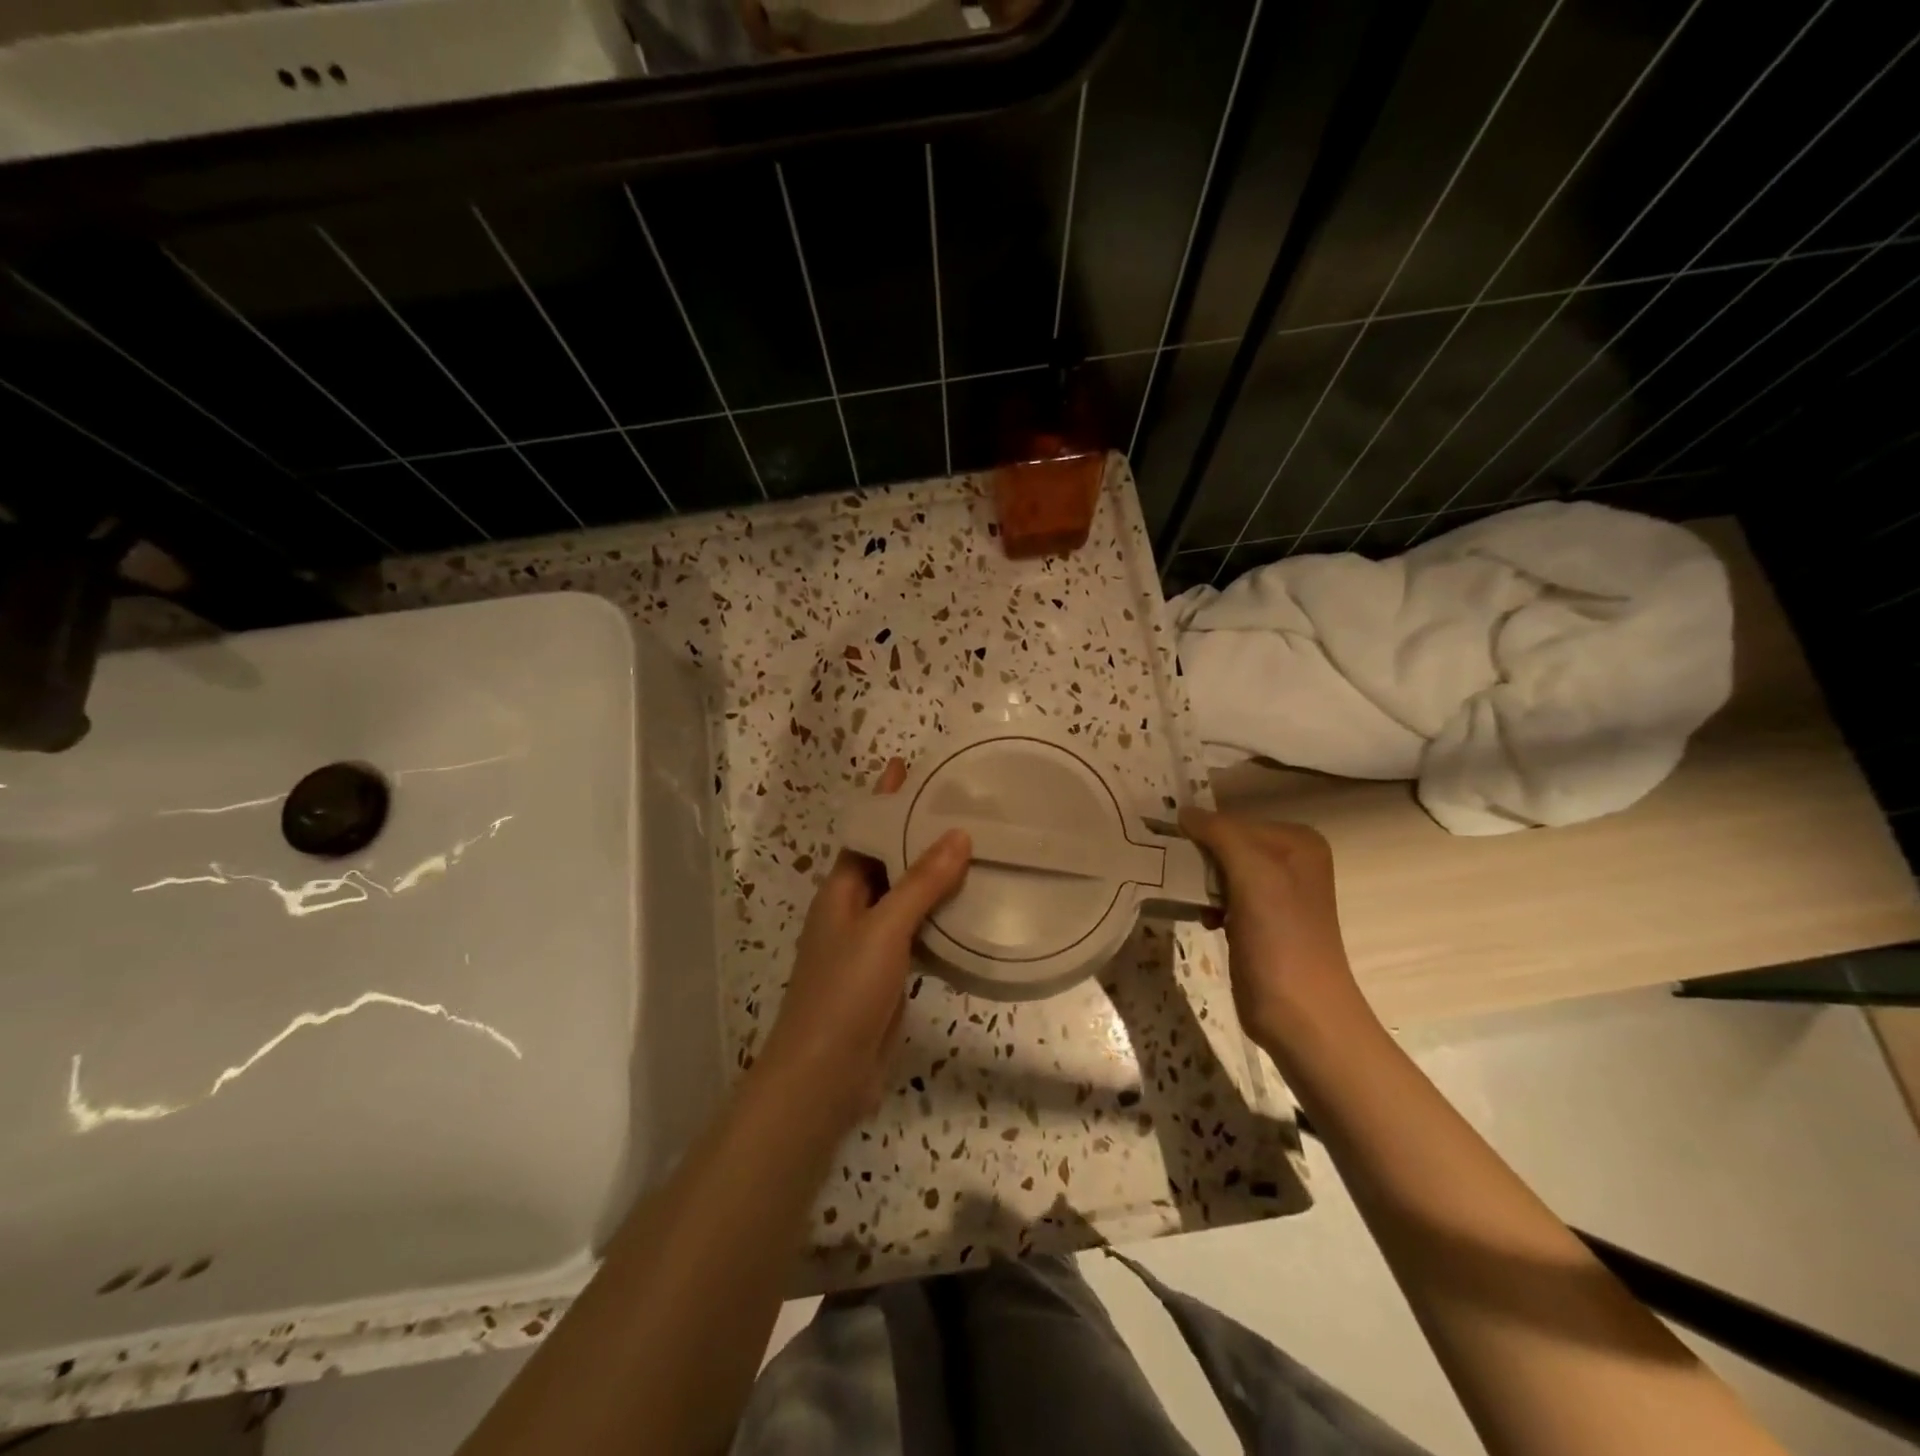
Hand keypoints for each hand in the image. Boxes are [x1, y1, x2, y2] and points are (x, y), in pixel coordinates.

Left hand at [758, 759, 971, 1129]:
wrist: (825, 1076)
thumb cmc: (844, 993)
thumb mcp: (883, 930)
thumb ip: (920, 884)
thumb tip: (958, 834)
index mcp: (840, 891)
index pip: (866, 832)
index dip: (886, 800)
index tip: (912, 768)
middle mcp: (853, 910)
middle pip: (888, 861)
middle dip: (918, 833)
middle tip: (963, 806)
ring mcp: (871, 944)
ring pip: (907, 897)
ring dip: (934, 874)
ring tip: (978, 848)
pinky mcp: (890, 974)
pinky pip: (919, 932)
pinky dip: (942, 915)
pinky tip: (972, 908)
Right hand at [1177, 809, 1369, 1058]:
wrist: (1301, 1016)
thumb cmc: (1281, 940)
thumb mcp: (1254, 876)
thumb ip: (1221, 835)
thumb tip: (1184, 812)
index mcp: (1298, 842)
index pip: (1232, 820)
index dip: (1200, 832)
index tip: (1168, 846)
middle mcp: (1291, 861)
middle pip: (1226, 844)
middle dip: (1199, 859)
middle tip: (1174, 873)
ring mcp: (1276, 893)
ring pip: (1220, 871)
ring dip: (1200, 883)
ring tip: (1191, 900)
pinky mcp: (1260, 922)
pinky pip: (1223, 897)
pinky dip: (1207, 904)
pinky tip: (1204, 919)